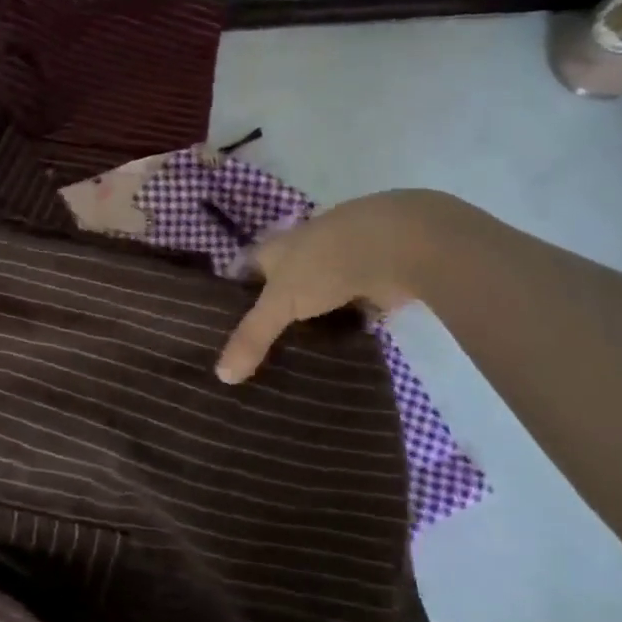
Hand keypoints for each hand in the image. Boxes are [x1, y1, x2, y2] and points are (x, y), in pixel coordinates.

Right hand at [216, 189, 465, 383]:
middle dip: (271, 319)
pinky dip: (342, 333)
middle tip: (253, 358)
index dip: (232, 299)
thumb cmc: (326, 261)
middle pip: (280, 290)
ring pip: (315, 304)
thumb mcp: (279, 301)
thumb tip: (221, 377)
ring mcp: (340, 269)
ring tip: (288, 366)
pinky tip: (332, 359)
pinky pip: (348, 315)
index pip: (243, 273)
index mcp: (275, 248)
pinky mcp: (372, 286)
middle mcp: (304, 254)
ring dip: (308, 328)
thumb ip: (252, 337)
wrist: (400, 245)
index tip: (220, 332)